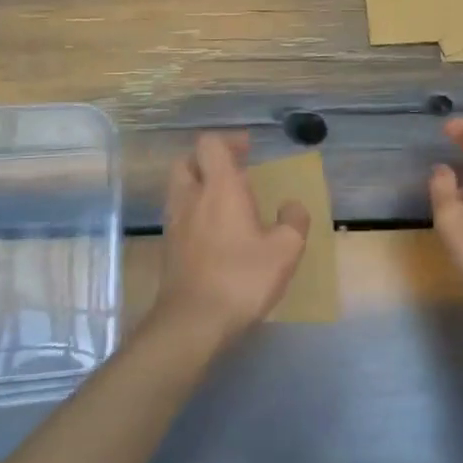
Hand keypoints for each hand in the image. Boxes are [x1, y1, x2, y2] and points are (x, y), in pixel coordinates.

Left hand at [157, 133, 308, 342]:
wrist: (193, 321)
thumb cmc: (242, 278)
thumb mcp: (286, 250)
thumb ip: (294, 221)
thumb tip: (292, 206)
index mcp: (220, 188)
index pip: (210, 144)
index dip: (229, 141)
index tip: (248, 150)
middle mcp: (191, 198)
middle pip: (186, 161)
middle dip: (208, 160)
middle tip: (234, 172)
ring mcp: (175, 223)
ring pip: (179, 188)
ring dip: (198, 185)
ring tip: (225, 202)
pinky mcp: (169, 248)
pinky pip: (179, 215)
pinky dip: (194, 211)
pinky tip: (215, 231)